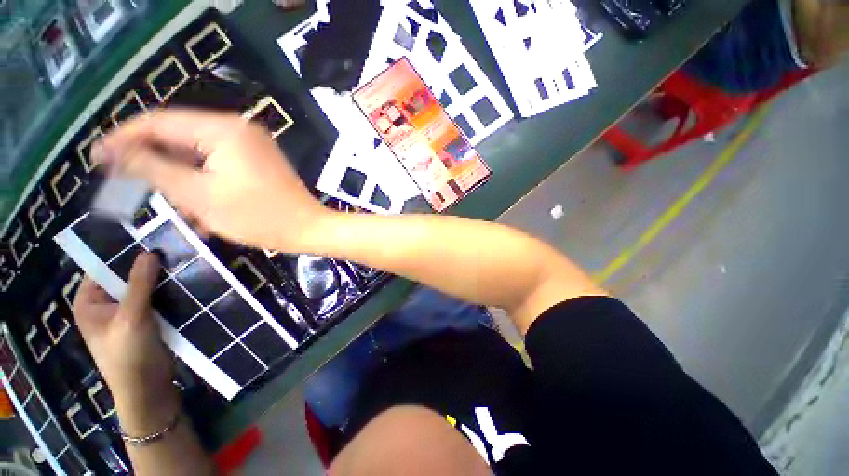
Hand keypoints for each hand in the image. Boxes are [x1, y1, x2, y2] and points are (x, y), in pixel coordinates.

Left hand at [73, 252, 178, 434]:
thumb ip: (139, 284)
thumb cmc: (128, 356)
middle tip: (172, 248)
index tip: (150, 237)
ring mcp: (127, 312)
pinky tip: (185, 280)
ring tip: (183, 261)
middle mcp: (106, 304)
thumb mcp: (131, 318)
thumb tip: (150, 252)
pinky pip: (157, 298)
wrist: (148, 389)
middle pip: (126, 276)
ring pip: (145, 287)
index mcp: (90, 301)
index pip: (103, 267)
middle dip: (147, 265)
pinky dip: (168, 290)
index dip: (124, 252)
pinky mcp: (147, 319)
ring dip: (161, 278)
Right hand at [93, 109, 331, 251]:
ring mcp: (252, 145)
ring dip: (180, 178)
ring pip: (198, 154)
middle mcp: (239, 129)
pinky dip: (203, 182)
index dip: (125, 138)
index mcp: (224, 129)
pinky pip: (219, 164)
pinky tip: (197, 207)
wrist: (309, 229)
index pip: (160, 122)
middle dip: (155, 162)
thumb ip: (153, 168)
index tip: (98, 157)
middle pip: (180, 137)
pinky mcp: (258, 161)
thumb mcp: (198, 195)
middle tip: (129, 185)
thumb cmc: (259, 217)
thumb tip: (115, 150)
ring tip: (170, 204)